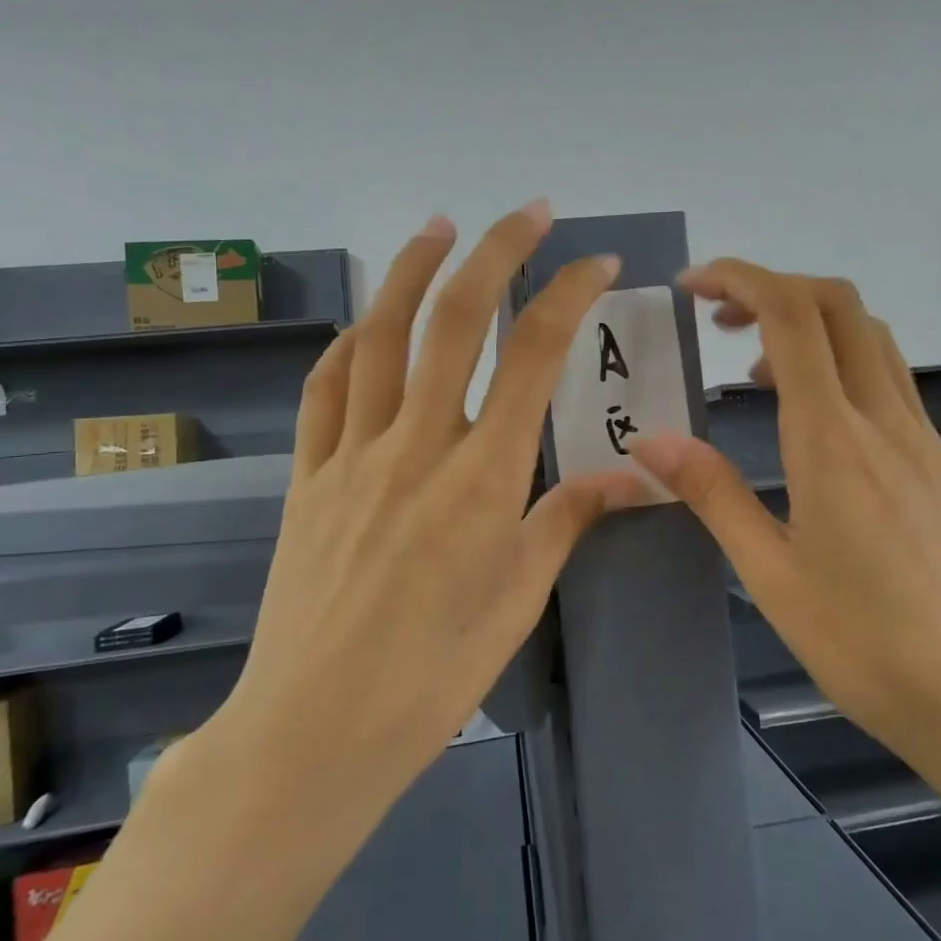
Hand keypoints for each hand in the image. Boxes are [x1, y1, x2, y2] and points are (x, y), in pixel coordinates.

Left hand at [205, 202, 645, 810]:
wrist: (316, 728)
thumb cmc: (435, 674)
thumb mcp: (519, 598)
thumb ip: (569, 517)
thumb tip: (633, 476)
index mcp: (482, 477)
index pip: (535, 357)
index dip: (569, 296)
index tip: (597, 263)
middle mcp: (417, 445)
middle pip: (455, 320)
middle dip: (496, 252)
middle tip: (527, 212)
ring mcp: (352, 454)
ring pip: (380, 336)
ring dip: (411, 271)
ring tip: (439, 227)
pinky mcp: (307, 474)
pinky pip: (326, 388)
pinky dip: (350, 342)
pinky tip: (369, 323)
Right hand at [630, 260, 940, 776]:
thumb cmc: (860, 643)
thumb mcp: (769, 572)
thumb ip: (711, 492)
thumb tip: (649, 441)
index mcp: (833, 440)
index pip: (792, 316)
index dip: (739, 279)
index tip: (691, 287)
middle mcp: (885, 420)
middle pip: (838, 304)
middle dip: (772, 288)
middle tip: (717, 320)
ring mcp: (923, 437)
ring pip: (870, 336)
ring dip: (808, 325)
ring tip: (752, 371)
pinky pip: (889, 380)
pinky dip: (840, 364)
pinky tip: (812, 422)